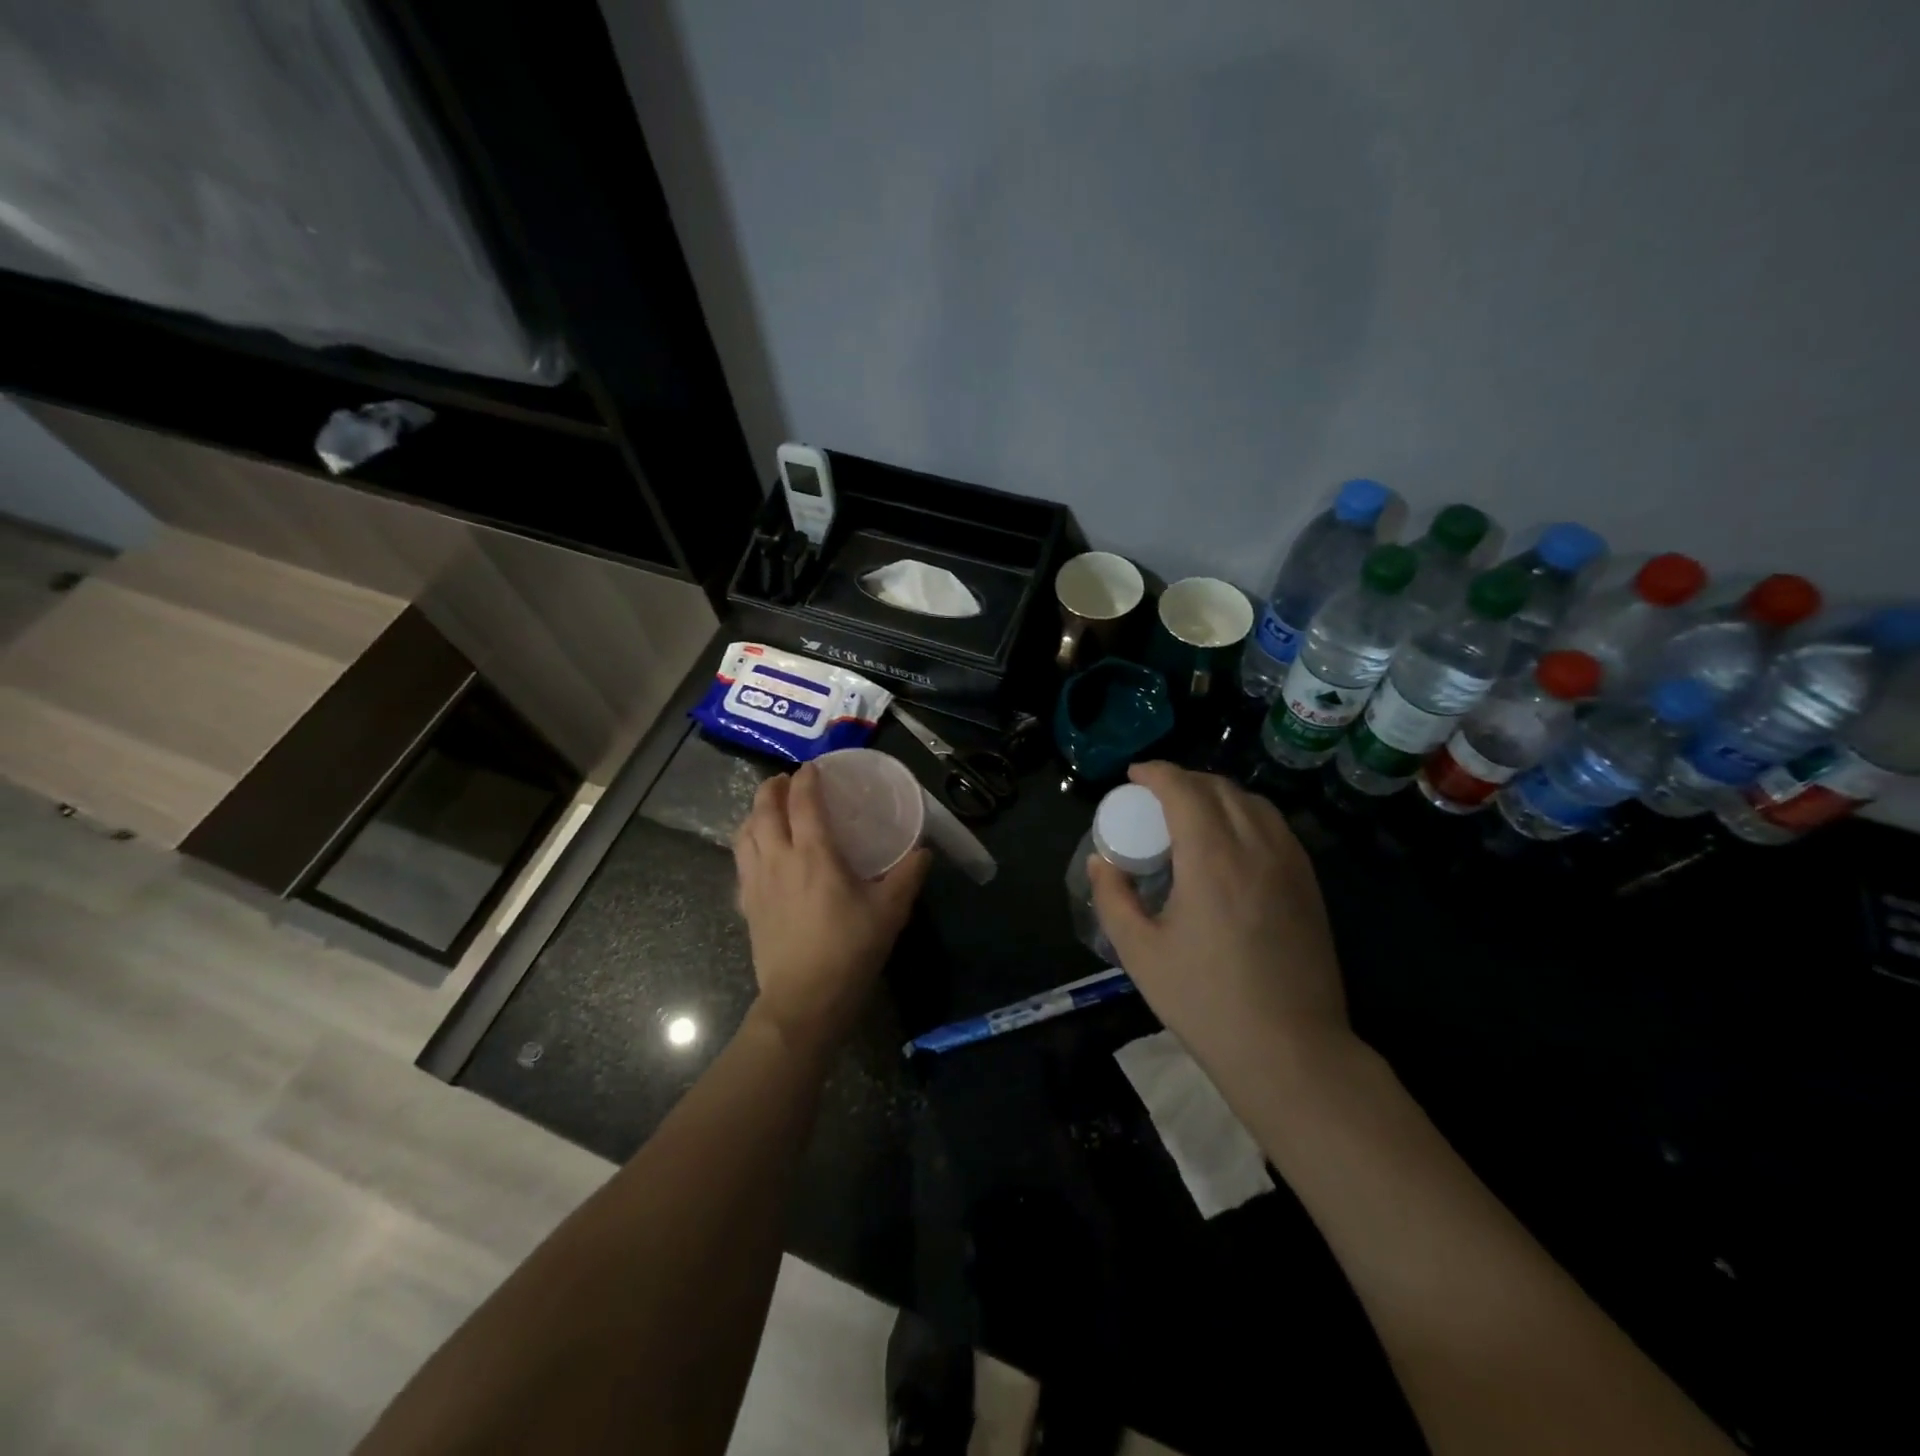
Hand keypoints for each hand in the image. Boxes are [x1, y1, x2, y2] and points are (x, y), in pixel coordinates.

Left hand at [733, 764, 930, 1052]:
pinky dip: (747, 844)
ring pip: (744, 834)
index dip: (806, 779)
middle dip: (772, 788)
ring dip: (754, 813)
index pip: (803, 802)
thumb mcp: (890, 911)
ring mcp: (756, 882)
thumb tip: (923, 851)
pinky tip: (758, 854)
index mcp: (814, 855)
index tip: (813, 768)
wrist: (804, 1000)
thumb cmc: (850, 950)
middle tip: (786, 781)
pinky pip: (740, 862)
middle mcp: (779, 860)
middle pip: (764, 810)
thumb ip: (908, 875)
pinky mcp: (747, 905)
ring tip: (768, 810)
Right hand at [1089, 762, 1349, 1067]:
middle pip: (1220, 788)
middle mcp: (1256, 848)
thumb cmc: (1205, 1002)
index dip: (1156, 773)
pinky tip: (1230, 841)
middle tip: (1155, 796)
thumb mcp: (1140, 953)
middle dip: (1184, 780)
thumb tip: (1101, 861)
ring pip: (1253, 803)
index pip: (1184, 790)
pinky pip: (1275, 827)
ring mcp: (1290, 864)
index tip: (1134, 775)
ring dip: (1217, 794)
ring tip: (1191, 812)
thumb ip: (1113, 898)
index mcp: (1211, 859)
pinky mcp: (1309, 884)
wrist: (1291, 1050)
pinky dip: (1246, 814)